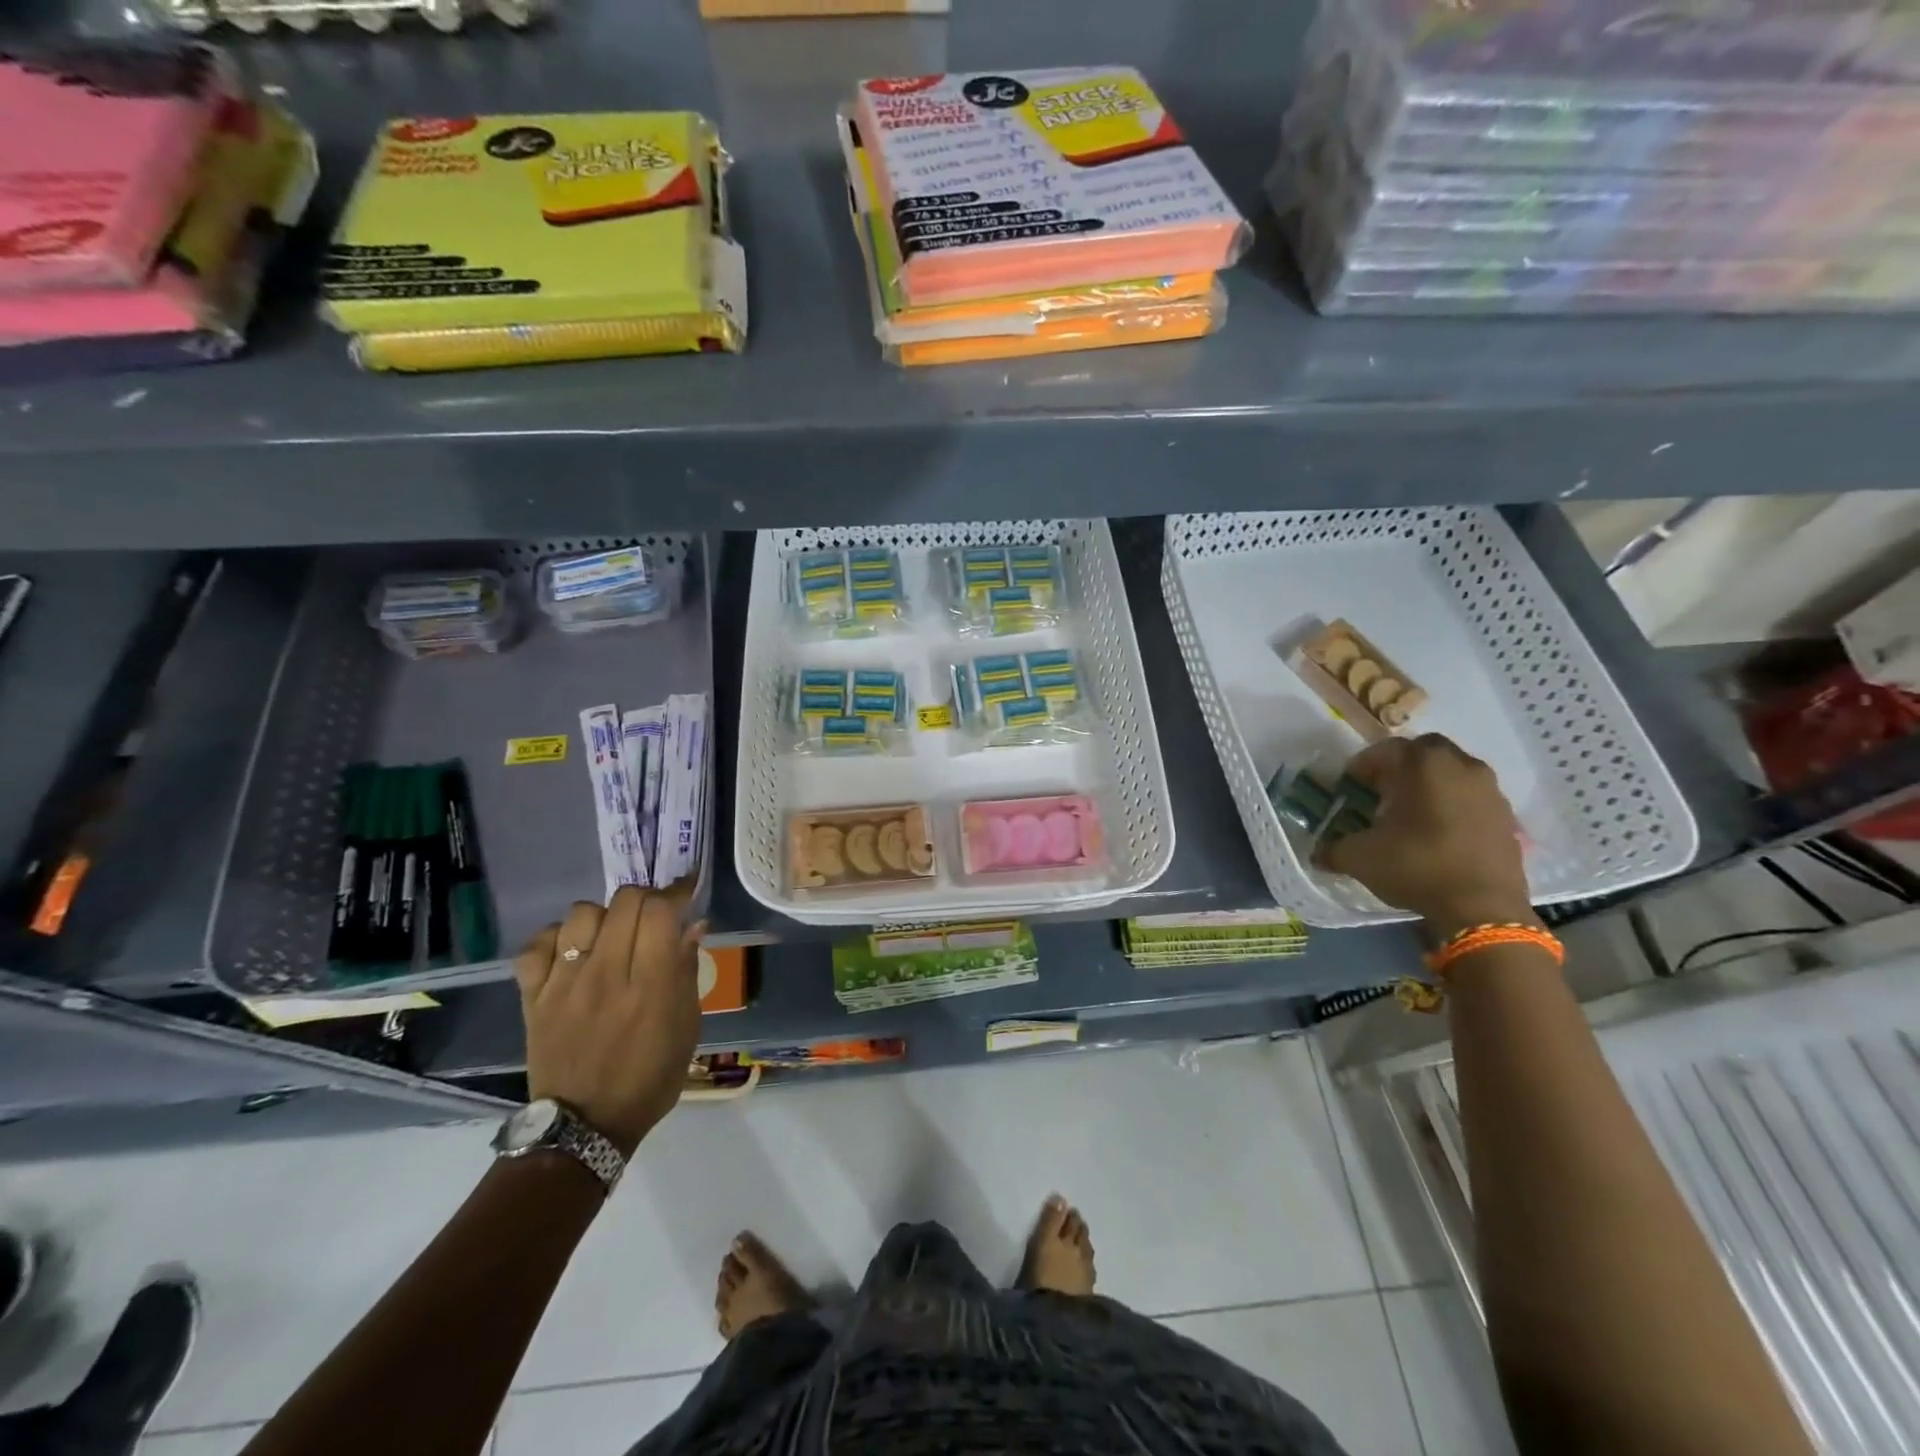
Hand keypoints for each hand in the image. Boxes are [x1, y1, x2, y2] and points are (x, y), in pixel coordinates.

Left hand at [515, 883, 706, 1157]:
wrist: (585, 1126)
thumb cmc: (650, 1078)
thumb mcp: (687, 1027)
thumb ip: (686, 971)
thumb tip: (692, 925)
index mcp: (651, 986)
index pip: (660, 911)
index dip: (676, 892)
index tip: (685, 892)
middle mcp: (606, 976)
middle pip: (624, 902)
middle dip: (646, 898)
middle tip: (652, 915)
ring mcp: (564, 985)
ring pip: (581, 914)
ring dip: (603, 917)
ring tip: (610, 935)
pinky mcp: (533, 998)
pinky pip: (536, 945)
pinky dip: (555, 939)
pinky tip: (570, 951)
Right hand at [1316, 734, 1537, 937]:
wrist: (1482, 909)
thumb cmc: (1416, 866)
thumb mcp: (1359, 858)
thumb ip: (1333, 848)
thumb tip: (1319, 853)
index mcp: (1423, 764)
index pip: (1385, 750)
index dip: (1362, 767)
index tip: (1350, 787)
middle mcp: (1462, 766)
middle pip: (1424, 753)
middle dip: (1401, 768)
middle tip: (1382, 793)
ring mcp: (1491, 791)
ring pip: (1453, 774)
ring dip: (1431, 786)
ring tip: (1411, 814)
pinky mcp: (1507, 818)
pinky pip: (1472, 799)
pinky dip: (1454, 806)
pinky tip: (1438, 834)